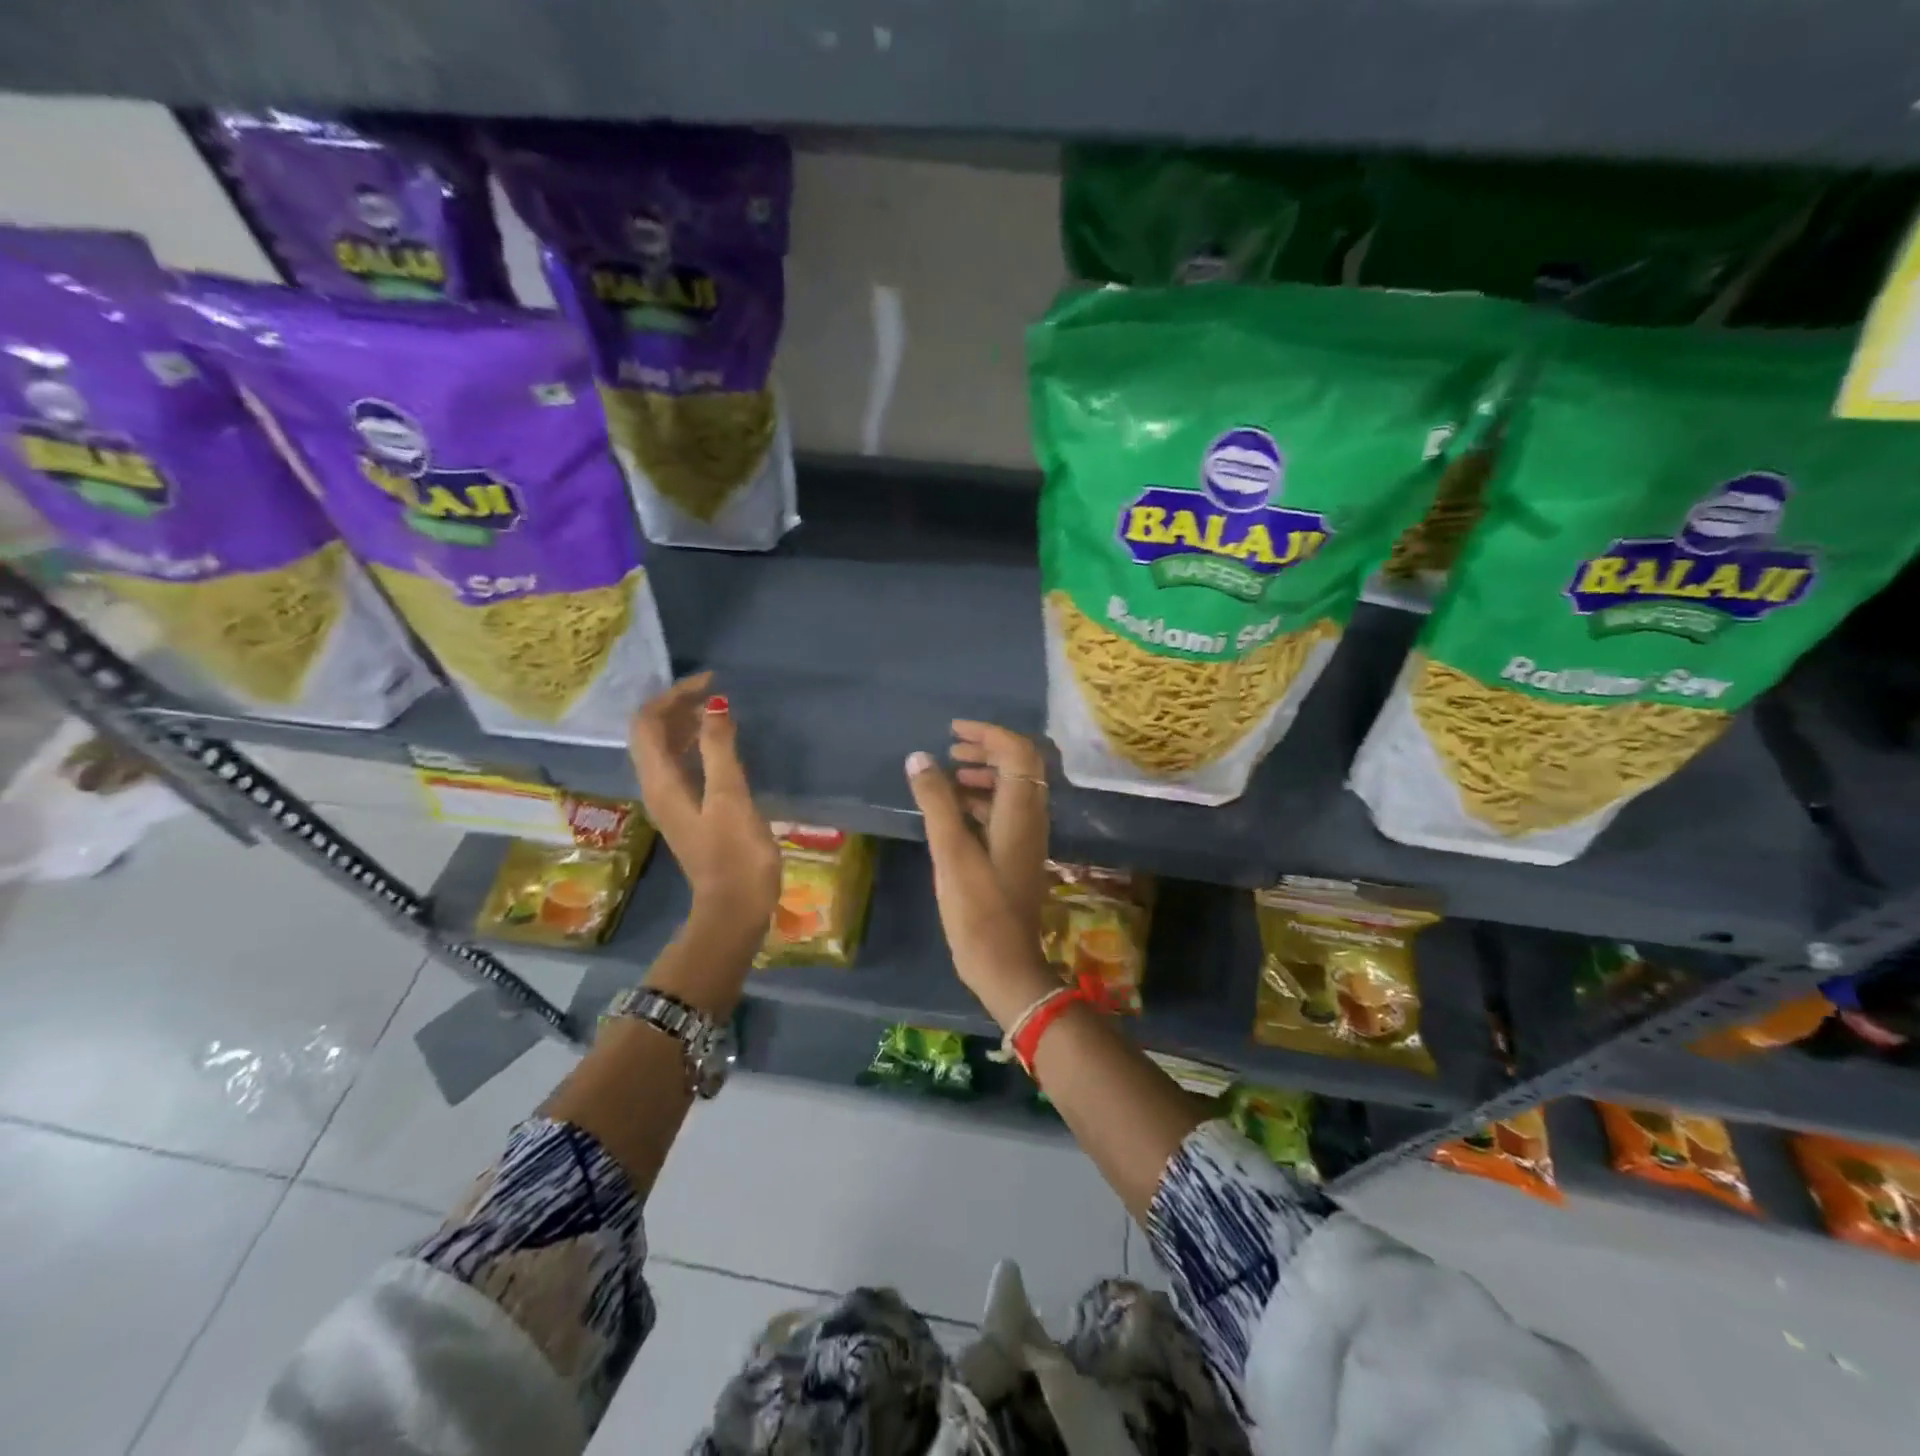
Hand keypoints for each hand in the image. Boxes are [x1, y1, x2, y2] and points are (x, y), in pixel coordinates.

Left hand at [629, 673, 780, 933]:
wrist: (735, 908)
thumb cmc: (735, 854)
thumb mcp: (730, 797)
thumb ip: (719, 749)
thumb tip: (714, 705)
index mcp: (660, 782)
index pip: (648, 724)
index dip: (673, 696)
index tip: (710, 682)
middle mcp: (656, 788)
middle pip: (652, 734)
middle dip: (678, 706)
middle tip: (715, 692)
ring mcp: (671, 802)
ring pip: (665, 750)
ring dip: (685, 725)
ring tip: (718, 710)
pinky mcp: (688, 813)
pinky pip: (681, 766)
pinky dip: (695, 746)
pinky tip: (720, 745)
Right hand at [905, 722, 1057, 1024]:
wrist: (1006, 964)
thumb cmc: (977, 908)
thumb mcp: (951, 851)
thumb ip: (937, 801)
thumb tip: (920, 757)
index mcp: (1021, 811)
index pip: (1017, 751)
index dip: (988, 733)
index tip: (953, 731)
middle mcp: (1032, 818)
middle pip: (1020, 766)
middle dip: (987, 749)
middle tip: (951, 749)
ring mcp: (1028, 838)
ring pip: (1013, 789)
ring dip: (984, 774)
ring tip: (949, 775)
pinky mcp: (1018, 856)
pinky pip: (1006, 812)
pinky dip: (983, 800)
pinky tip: (955, 812)